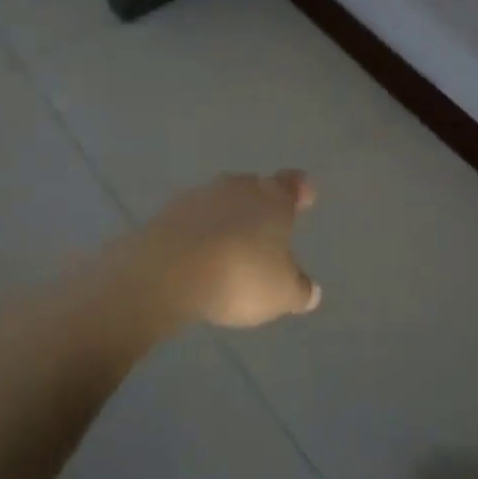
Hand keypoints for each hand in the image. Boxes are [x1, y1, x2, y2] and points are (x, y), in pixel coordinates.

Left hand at [119, 171, 320, 329]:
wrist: (168, 272)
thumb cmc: (241, 276)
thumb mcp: (281, 293)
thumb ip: (299, 290)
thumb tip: (311, 292)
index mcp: (273, 198)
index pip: (292, 184)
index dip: (299, 190)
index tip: (304, 196)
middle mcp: (238, 188)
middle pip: (254, 187)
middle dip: (260, 203)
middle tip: (264, 225)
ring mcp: (199, 197)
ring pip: (220, 201)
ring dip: (225, 217)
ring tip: (229, 244)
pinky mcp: (166, 213)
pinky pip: (191, 219)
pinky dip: (197, 231)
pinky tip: (197, 254)